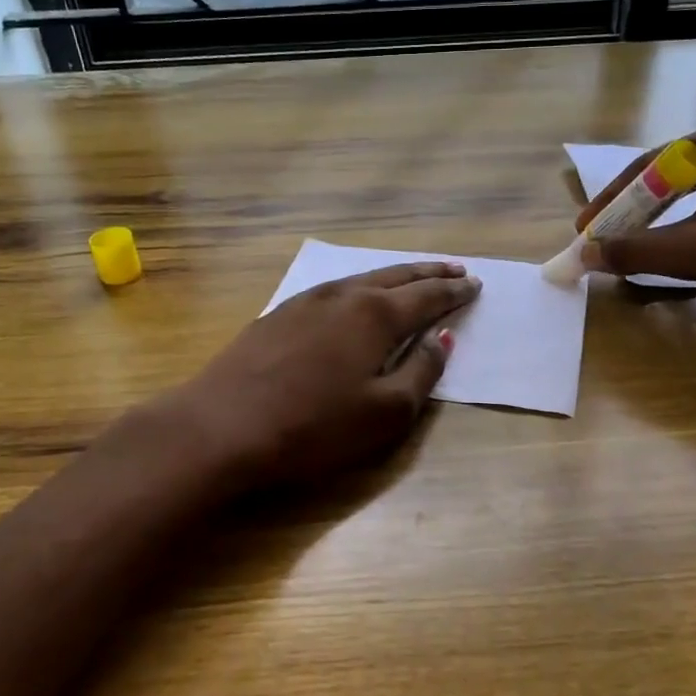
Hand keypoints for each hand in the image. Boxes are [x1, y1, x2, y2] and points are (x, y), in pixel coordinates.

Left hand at [164, 262, 480, 488]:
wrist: (220, 427)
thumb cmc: (313, 427)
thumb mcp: (384, 412)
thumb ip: (422, 372)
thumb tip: (443, 338)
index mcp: (375, 315)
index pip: (427, 296)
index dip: (454, 291)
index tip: (475, 284)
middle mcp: (343, 296)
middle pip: (397, 277)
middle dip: (429, 273)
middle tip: (455, 268)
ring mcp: (306, 301)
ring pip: (362, 278)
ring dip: (394, 276)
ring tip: (413, 276)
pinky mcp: (278, 314)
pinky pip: (333, 289)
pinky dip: (358, 287)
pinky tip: (354, 295)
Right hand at [576, 119, 695, 334]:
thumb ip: (635, 250)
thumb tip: (584, 256)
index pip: (647, 167)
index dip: (610, 203)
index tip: (584, 231)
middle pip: (663, 179)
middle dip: (629, 214)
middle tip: (599, 240)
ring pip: (685, 196)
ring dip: (653, 225)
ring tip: (624, 247)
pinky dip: (681, 230)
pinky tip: (666, 251)